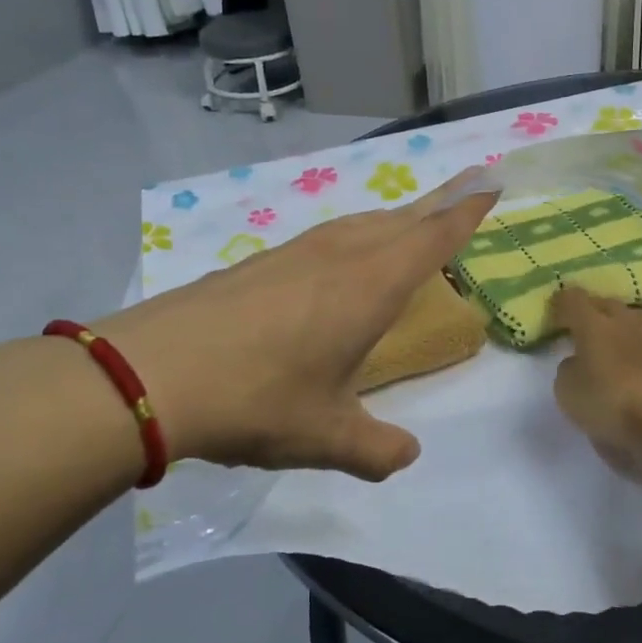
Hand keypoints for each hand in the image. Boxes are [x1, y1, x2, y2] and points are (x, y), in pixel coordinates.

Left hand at [95, 172, 496, 481]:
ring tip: (407, 229)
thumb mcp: (326, 437)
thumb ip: (376, 450)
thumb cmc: (257, 401)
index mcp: (370, 287)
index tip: (491, 185)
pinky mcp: (256, 264)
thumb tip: (406, 457)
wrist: (150, 375)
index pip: (432, 238)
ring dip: (391, 222)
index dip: (465, 212)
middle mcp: (338, 258)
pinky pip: (323, 238)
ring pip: (359, 224)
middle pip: (399, 220)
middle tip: (462, 197)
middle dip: (437, 207)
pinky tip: (337, 261)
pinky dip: (351, 238)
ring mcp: (293, 254)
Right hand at [550, 287, 641, 479]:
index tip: (556, 313)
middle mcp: (629, 326)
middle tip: (586, 327)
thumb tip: (577, 363)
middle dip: (596, 311)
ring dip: (634, 324)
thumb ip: (569, 371)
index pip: (574, 300)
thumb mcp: (567, 392)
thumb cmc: (608, 406)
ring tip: (627, 338)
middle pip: (610, 304)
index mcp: (595, 328)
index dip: (563, 303)